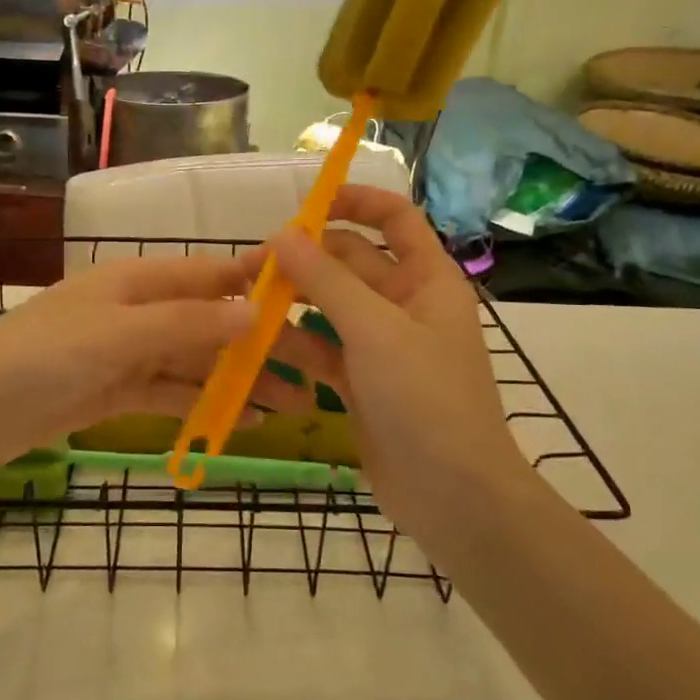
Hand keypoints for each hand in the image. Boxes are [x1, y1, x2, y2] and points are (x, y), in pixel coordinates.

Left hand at [0, 255, 317, 493]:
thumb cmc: (42, 355)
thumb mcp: (116, 335)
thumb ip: (185, 324)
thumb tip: (253, 313)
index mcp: (137, 280)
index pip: (210, 274)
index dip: (257, 280)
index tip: (309, 291)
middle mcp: (138, 310)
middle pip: (209, 322)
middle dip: (256, 343)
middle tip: (312, 368)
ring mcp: (128, 352)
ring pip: (195, 361)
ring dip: (238, 379)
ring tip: (289, 402)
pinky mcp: (117, 391)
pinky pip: (171, 392)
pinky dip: (204, 403)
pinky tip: (241, 420)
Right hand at [243, 186, 539, 566]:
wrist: (454, 497)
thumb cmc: (426, 399)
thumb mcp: (375, 330)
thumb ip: (326, 279)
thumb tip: (283, 235)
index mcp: (426, 278)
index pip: (394, 218)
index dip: (355, 201)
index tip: (306, 206)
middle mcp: (404, 304)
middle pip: (350, 262)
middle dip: (305, 259)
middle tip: (253, 266)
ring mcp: (381, 345)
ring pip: (329, 307)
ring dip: (292, 303)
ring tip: (245, 304)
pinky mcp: (360, 382)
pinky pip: (321, 350)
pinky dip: (294, 346)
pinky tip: (259, 347)